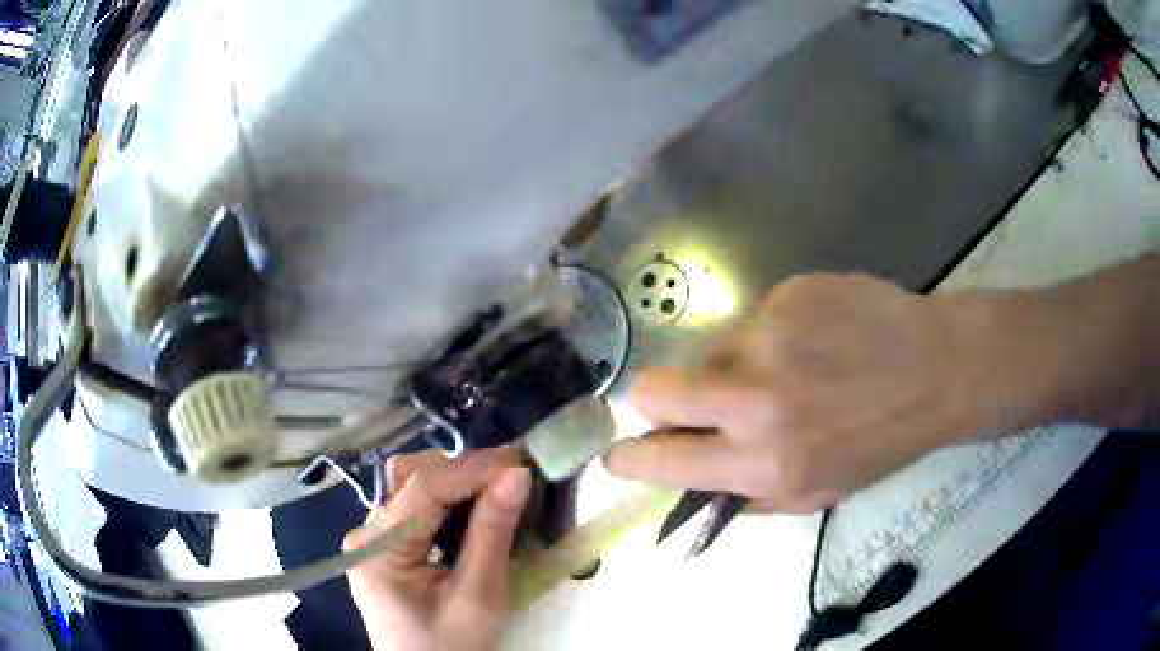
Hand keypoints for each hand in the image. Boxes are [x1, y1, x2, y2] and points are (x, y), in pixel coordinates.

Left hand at [345, 447, 528, 650]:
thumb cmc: (454, 647)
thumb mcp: (480, 598)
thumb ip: (493, 534)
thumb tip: (517, 475)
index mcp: (379, 551)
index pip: (422, 489)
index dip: (472, 469)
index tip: (519, 461)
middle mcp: (365, 534)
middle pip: (409, 478)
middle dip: (462, 470)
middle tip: (512, 474)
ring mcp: (370, 539)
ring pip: (409, 486)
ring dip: (454, 481)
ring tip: (497, 486)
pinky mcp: (382, 546)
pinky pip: (412, 508)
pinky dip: (445, 501)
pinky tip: (473, 507)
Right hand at [605, 273, 974, 511]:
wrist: (937, 368)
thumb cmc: (882, 441)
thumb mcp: (816, 493)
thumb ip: (746, 492)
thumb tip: (691, 481)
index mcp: (764, 461)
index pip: (658, 459)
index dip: (628, 460)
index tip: (621, 457)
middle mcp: (756, 398)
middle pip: (652, 389)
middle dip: (655, 403)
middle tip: (692, 406)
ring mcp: (770, 335)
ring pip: (712, 352)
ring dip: (733, 368)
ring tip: (790, 371)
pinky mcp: (788, 292)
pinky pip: (753, 321)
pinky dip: (771, 337)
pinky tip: (816, 341)